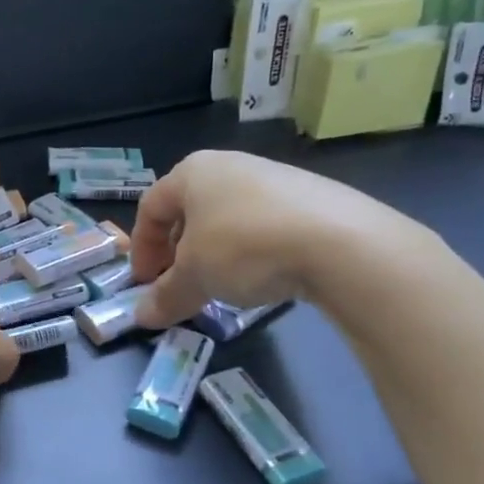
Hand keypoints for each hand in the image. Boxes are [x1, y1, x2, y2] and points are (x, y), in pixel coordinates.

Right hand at [130, 150, 407, 326]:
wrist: (342, 243)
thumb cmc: (244, 246)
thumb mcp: (196, 277)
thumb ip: (166, 296)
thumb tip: (142, 318)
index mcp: (193, 172)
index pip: (150, 207)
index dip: (141, 248)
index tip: (144, 282)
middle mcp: (230, 166)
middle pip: (189, 211)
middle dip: (178, 252)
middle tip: (179, 285)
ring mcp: (275, 178)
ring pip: (227, 218)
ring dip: (214, 253)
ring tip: (221, 286)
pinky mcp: (312, 198)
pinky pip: (264, 224)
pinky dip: (252, 251)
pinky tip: (264, 277)